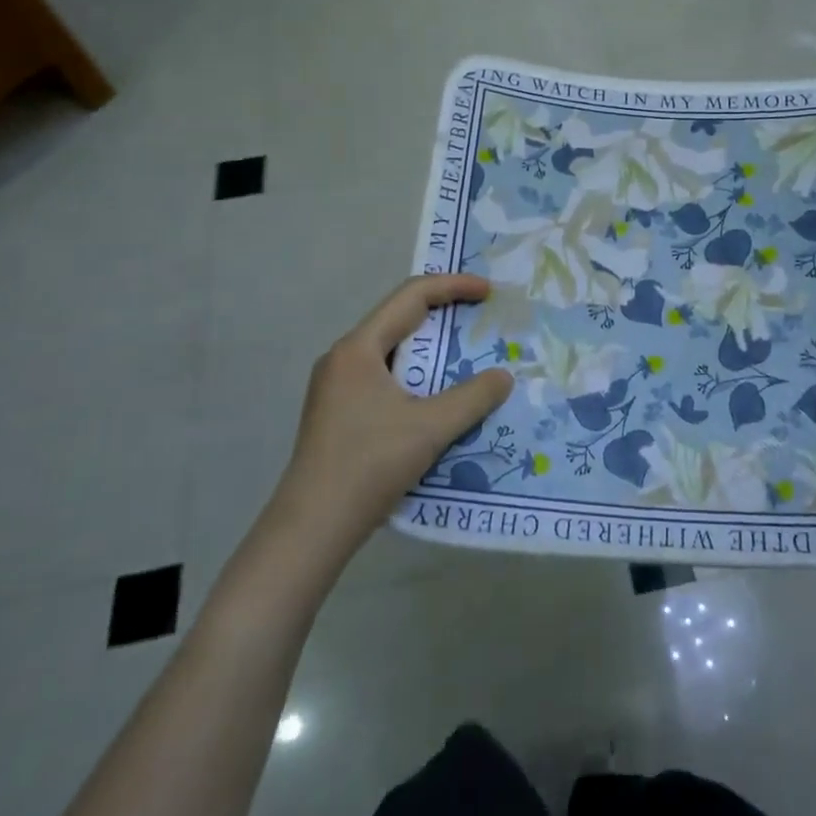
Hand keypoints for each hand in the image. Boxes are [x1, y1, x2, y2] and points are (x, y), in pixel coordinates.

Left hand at [270, 274, 514, 566]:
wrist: (311, 529)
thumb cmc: (368, 465)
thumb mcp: (429, 428)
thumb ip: (473, 397)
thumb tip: (504, 377)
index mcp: (359, 349)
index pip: (411, 297)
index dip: (453, 286)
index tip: (489, 292)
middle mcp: (343, 359)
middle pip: (399, 319)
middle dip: (443, 315)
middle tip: (481, 320)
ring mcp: (336, 388)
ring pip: (392, 352)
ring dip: (430, 350)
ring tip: (466, 357)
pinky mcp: (338, 414)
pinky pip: (385, 378)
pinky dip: (416, 377)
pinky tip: (437, 399)